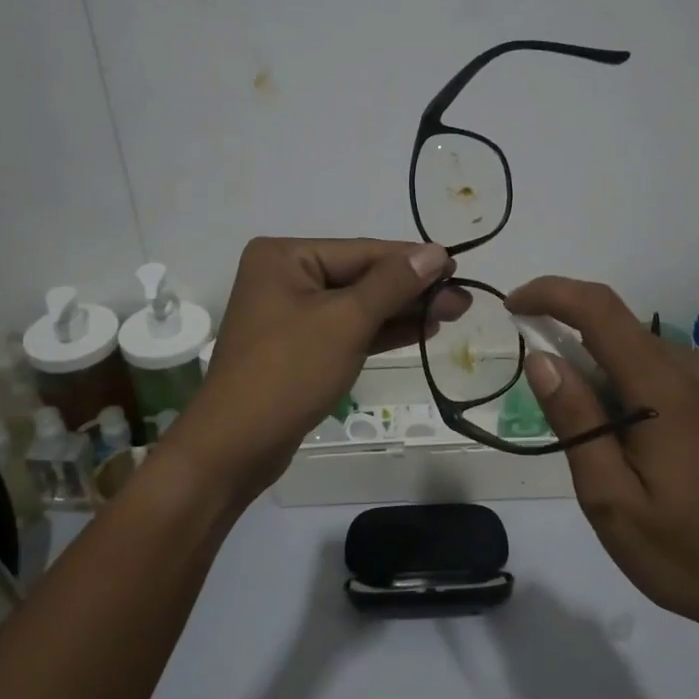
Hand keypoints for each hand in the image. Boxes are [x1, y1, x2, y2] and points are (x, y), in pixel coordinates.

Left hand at [167, 238, 466, 504]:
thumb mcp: (345, 322)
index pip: (362, 251)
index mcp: (285, 256)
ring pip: (357, 305)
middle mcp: (285, 277)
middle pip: (361, 277)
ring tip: (453, 313)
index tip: (458, 267)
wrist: (235, 447)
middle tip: (463, 299)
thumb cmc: (288, 372)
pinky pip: (347, 330)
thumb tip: (435, 252)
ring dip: (403, 311)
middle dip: (412, 290)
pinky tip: (420, 330)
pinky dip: (381, 332)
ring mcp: (291, 314)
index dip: (413, 261)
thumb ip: (392, 284)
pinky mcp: (300, 347)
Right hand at [506, 277, 698, 647]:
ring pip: (636, 355)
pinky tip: (634, 451)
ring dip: (600, 380)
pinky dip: (628, 391)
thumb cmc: (689, 556)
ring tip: (603, 455)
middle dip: (571, 357)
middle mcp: (697, 370)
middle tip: (559, 426)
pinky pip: (660, 374)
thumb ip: (576, 421)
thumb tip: (541, 359)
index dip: (550, 294)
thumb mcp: (612, 500)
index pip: (599, 309)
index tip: (511, 307)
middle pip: (616, 333)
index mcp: (668, 389)